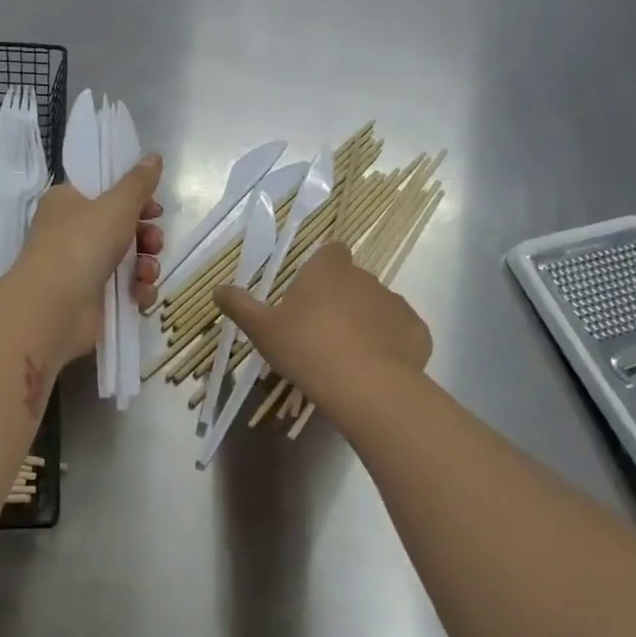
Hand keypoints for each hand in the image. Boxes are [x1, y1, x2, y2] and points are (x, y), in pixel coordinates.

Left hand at [16, 156, 164, 359]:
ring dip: (146, 265)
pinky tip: (142, 294)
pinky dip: (137, 291)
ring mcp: (81, 267)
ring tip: (147, 273)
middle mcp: (71, 232)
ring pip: (127, 259)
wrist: (54, 308)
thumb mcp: (116, 205)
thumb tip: (154, 156)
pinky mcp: (92, 298)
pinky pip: (124, 289)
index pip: (105, 192)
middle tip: (154, 242)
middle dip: (146, 235)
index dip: (134, 198)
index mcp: (67, 202)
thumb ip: (139, 182)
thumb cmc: (81, 244)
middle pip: (121, 227)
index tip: (155, 207)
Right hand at [215, 241, 430, 408]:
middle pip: (352, 281)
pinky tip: (372, 369)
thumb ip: (240, 306)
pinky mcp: (417, 332)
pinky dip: (389, 346)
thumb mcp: (262, 329)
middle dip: (340, 300)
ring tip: (347, 357)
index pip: (330, 251)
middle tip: (319, 334)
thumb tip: (218, 289)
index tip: (308, 293)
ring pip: (377, 307)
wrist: (364, 385)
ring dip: (365, 323)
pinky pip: (399, 334)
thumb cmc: (305, 348)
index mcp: (328, 270)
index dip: (321, 268)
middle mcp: (366, 278)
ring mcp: (396, 304)